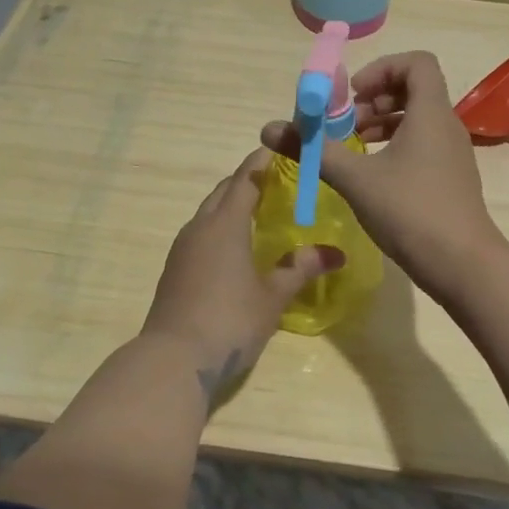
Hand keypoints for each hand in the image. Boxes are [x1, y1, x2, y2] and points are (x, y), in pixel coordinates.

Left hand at [141, 149, 343, 403]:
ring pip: (208, 213)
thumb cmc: (229, 320)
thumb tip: (335, 253)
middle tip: (276, 182)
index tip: (279, 148)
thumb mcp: (272, 296)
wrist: (173, 359)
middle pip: (223, 192)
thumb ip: (301, 269)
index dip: (261, 162)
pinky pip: (200, 234)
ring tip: (258, 212)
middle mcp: (200, 228)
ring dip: (231, 205)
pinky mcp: (174, 269)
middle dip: (246, 182)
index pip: (245, 180)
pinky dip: (219, 228)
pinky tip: (235, 247)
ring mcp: (182, 249)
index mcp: (225, 224)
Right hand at [261, 51, 507, 298]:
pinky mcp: (451, 179)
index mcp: (431, 113)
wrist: (463, 265)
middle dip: (375, 99)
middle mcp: (447, 126)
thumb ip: (314, 150)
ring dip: (383, 124)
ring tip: (353, 149)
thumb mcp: (355, 179)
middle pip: (414, 90)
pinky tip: (372, 176)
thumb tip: (269, 130)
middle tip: (346, 124)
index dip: (382, 68)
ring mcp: (453, 154)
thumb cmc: (411, 211)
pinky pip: (423, 145)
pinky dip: (396, 147)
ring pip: (417, 120)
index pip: (417, 62)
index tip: (353, 95)